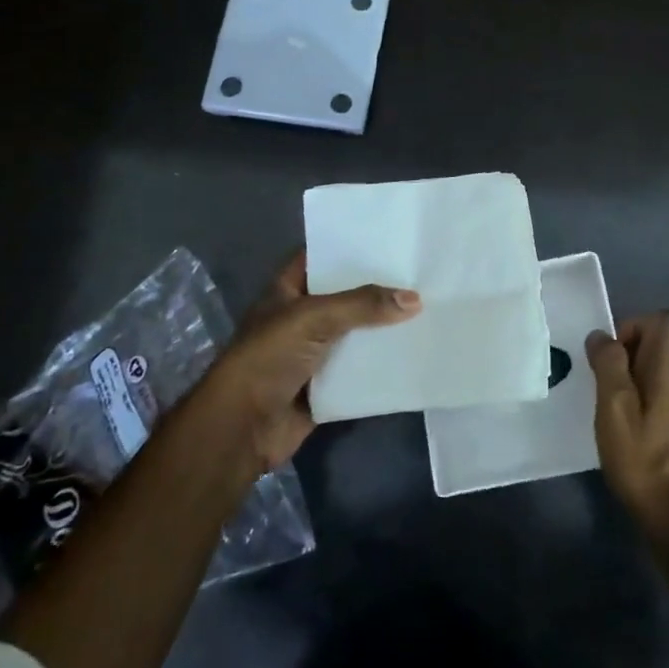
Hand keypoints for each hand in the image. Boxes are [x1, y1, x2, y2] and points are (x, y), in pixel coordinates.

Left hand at [199, 251, 420, 474]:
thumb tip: (415, 299)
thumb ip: (363, 305)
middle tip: (418, 274)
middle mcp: (300, 318)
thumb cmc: (268, 357)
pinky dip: (380, 365)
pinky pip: (359, 370)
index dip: (349, 248)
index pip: (321, 258)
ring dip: (382, 328)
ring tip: (426, 308)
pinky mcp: (325, 386)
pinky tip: (413, 352)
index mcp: (287, 291)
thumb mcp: (314, 318)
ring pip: (355, 334)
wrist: (242, 427)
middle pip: (344, 297)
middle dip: (376, 290)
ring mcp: (313, 353)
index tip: (388, 239)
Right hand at [587, 312, 668, 525]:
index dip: (635, 324)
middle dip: (626, 355)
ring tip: (609, 411)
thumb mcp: (614, 408)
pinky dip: (641, 402)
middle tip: (602, 387)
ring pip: (657, 373)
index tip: (612, 353)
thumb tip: (602, 336)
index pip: (665, 321)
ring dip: (631, 380)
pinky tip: (625, 432)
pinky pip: (661, 397)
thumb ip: (609, 366)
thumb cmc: (641, 459)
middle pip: (658, 346)